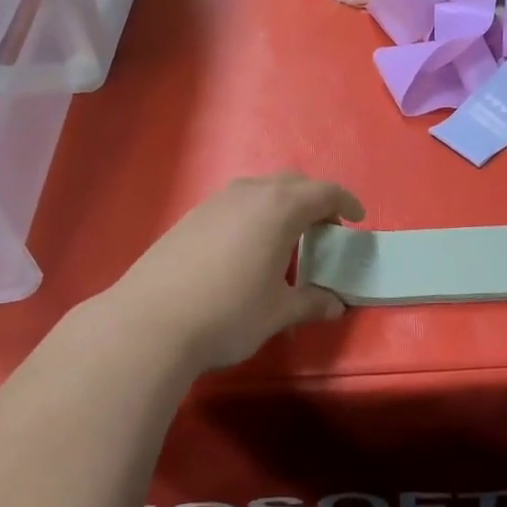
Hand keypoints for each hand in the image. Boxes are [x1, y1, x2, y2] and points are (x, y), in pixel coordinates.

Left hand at [104, 173, 364, 371]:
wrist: (149, 323)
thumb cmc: (229, 313)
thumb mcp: (278, 312)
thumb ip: (311, 303)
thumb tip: (335, 305)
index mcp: (280, 208)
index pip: (324, 192)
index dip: (346, 202)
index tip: (357, 218)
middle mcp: (249, 193)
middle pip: (292, 183)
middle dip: (314, 200)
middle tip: (324, 228)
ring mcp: (215, 202)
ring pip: (260, 189)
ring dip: (281, 204)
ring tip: (286, 237)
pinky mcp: (191, 217)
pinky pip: (235, 202)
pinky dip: (254, 214)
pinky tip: (246, 247)